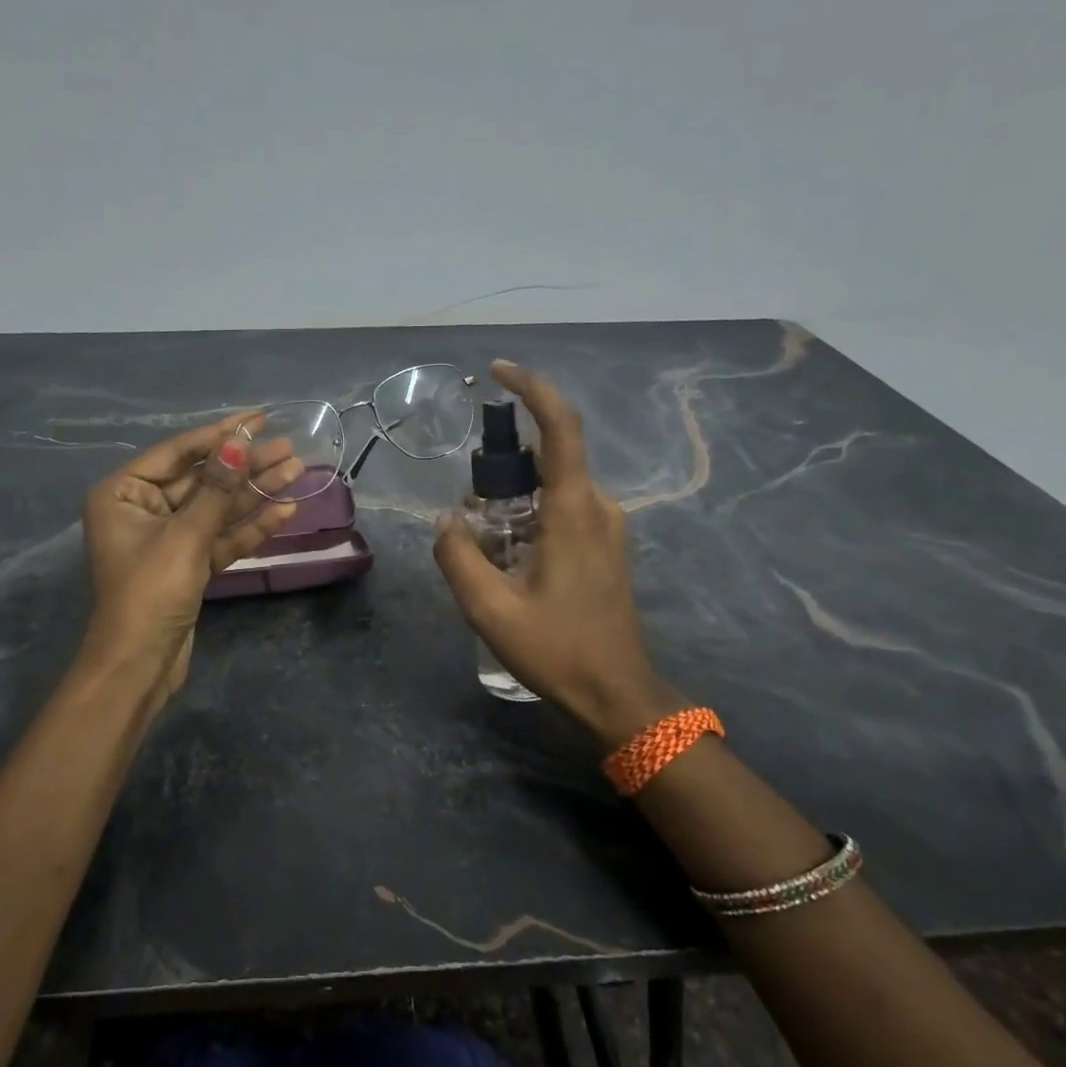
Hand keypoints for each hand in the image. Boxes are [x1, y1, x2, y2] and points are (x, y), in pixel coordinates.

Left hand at [80, 414, 301, 708]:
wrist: (139, 667)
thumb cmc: (150, 593)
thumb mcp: (185, 536)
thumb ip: (216, 490)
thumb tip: (239, 443)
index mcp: (123, 494)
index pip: (178, 453)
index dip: (220, 434)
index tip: (259, 418)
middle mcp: (143, 510)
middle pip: (202, 479)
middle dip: (245, 465)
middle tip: (289, 447)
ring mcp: (168, 538)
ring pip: (217, 508)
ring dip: (255, 492)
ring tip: (297, 470)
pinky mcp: (189, 564)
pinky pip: (221, 536)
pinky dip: (250, 527)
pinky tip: (286, 510)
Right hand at [433, 361, 692, 745]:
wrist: (618, 694)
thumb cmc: (558, 649)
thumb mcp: (489, 609)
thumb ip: (457, 556)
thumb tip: (447, 519)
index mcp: (573, 511)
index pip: (560, 427)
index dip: (532, 388)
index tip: (498, 372)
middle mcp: (598, 507)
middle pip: (548, 457)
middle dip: (503, 471)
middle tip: (473, 518)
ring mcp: (608, 526)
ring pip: (553, 486)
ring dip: (514, 500)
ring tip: (488, 550)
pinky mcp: (607, 545)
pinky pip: (563, 509)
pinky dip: (530, 516)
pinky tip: (512, 559)